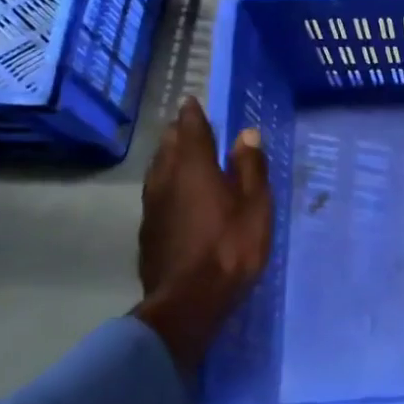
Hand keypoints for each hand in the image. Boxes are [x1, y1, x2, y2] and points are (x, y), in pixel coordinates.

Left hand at [133, 97, 271, 375]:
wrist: (188, 302)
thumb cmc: (230, 247)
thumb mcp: (255, 205)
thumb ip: (250, 167)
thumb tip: (245, 134)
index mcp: (193, 167)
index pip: (190, 129)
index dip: (192, 114)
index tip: (192, 101)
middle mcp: (166, 179)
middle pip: (169, 146)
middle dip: (179, 133)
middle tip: (189, 125)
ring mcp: (152, 206)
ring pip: (158, 169)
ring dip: (169, 157)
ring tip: (181, 154)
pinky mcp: (148, 231)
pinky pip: (157, 193)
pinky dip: (167, 183)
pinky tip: (176, 194)